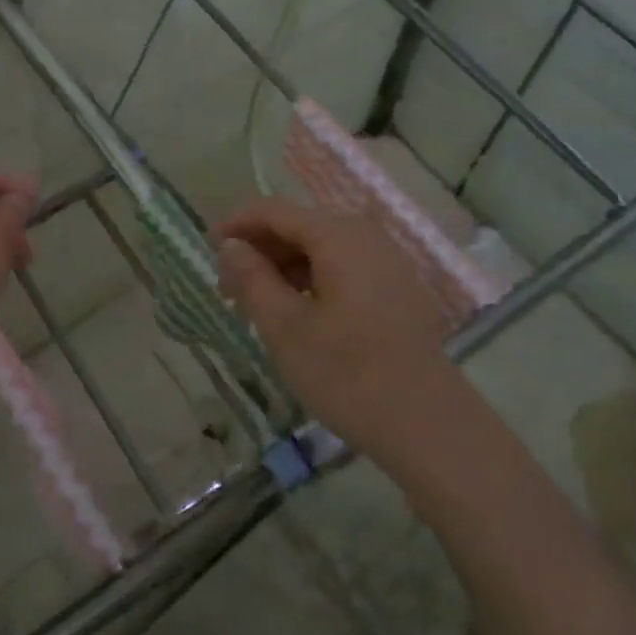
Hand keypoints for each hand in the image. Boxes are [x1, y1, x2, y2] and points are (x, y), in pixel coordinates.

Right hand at [215, 198, 459, 463]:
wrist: (428, 424)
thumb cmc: (347, 372)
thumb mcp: (284, 327)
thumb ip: (252, 278)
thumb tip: (231, 246)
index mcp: (337, 235)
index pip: (274, 211)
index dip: (237, 225)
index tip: (208, 250)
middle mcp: (365, 236)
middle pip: (300, 226)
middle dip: (260, 250)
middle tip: (228, 288)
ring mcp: (387, 262)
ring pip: (322, 249)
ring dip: (284, 268)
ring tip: (257, 305)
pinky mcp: (397, 289)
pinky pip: (344, 269)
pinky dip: (312, 281)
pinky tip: (298, 314)